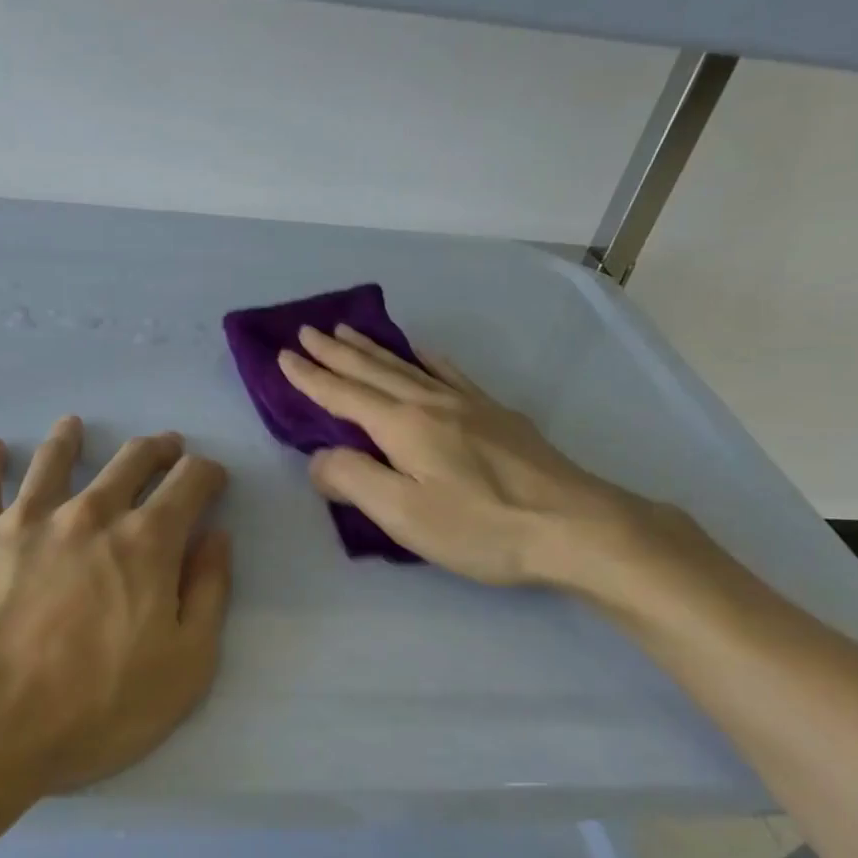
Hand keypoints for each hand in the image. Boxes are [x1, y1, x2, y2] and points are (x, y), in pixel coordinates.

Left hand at [0, 416, 232, 798]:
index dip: (207, 473)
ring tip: (76, 426)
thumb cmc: (93, 709)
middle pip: (130, 460)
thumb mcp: (184, 667)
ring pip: (55, 459)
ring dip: (71, 438)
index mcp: (146, 541)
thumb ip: (209, 593)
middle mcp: (91, 513)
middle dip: (156, 449)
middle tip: (165, 447)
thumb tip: (217, 537)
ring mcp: (28, 519)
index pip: (189, 482)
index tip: (212, 478)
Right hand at [278, 325, 661, 590]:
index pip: (344, 395)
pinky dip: (426, 358)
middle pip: (372, 371)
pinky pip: (450, 373)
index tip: (283, 355)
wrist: (574, 525)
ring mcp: (467, 404)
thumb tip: (319, 458)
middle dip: (336, 352)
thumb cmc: (482, 526)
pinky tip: (424, 352)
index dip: (311, 377)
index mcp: (403, 426)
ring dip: (372, 348)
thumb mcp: (405, 515)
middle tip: (307, 330)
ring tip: (348, 330)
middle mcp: (430, 403)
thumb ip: (354, 480)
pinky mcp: (495, 414)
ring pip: (407, 366)